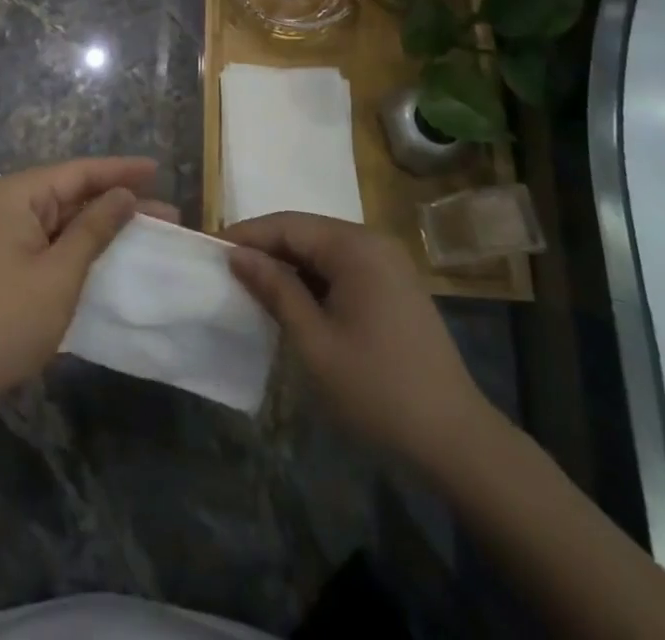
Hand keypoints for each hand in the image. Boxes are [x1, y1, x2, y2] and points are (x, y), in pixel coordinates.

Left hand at [0, 157, 174, 421]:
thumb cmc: (7, 320)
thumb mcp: (60, 273)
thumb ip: (94, 228)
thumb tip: (124, 194)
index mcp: (16, 194)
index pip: (78, 172)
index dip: (121, 170)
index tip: (158, 169)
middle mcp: (8, 204)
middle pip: (71, 191)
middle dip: (118, 199)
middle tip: (166, 209)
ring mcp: (4, 232)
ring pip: (63, 216)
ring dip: (103, 222)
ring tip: (148, 225)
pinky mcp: (6, 259)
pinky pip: (51, 238)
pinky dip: (82, 242)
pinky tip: (110, 248)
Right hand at [225, 212, 497, 467]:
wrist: (456, 440)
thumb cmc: (377, 390)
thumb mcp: (314, 342)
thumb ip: (275, 290)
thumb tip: (238, 255)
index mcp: (355, 247)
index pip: (287, 225)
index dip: (246, 235)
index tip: (209, 248)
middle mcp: (373, 242)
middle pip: (306, 232)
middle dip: (266, 249)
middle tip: (226, 269)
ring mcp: (388, 264)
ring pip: (323, 251)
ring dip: (289, 265)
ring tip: (252, 285)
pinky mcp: (395, 286)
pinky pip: (343, 268)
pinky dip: (314, 280)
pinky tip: (293, 302)